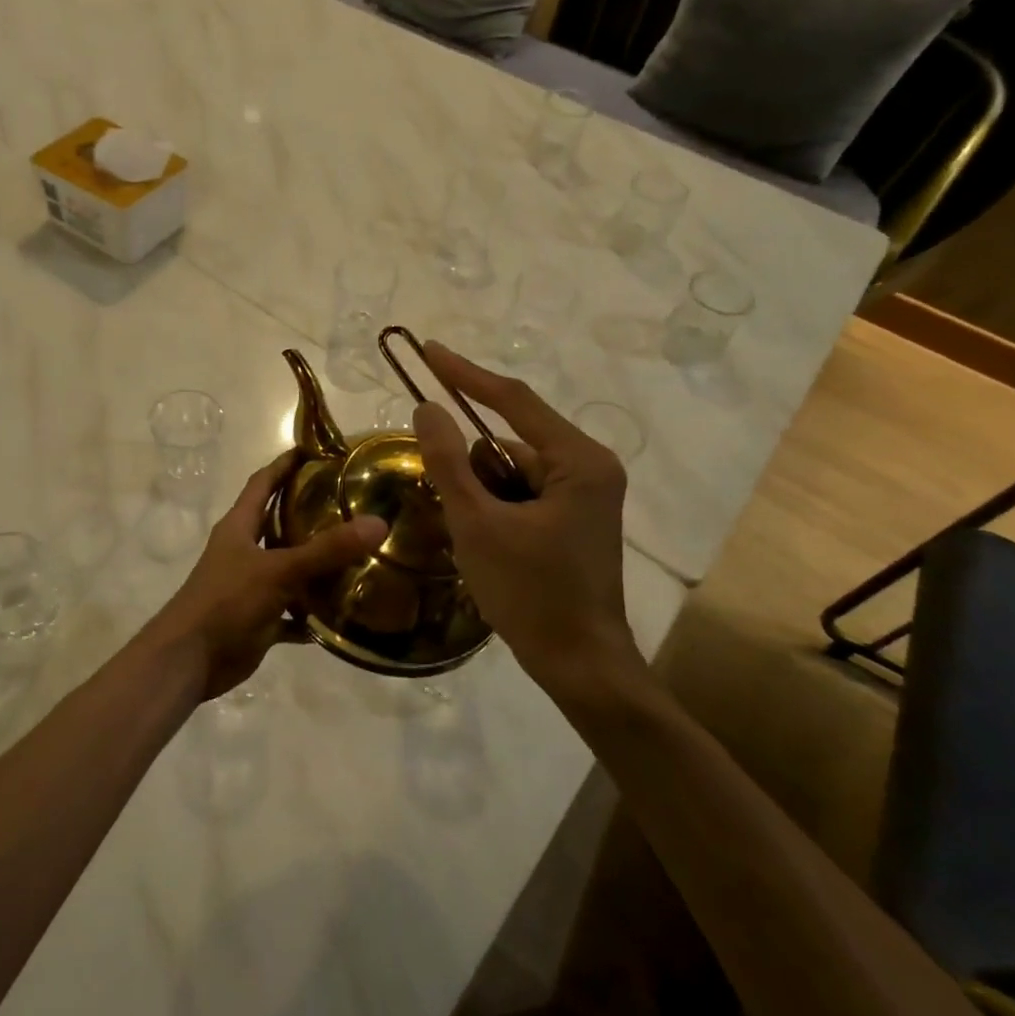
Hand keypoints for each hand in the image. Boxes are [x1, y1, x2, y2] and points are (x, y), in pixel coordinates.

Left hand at [142, 452, 387, 702]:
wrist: (189, 660)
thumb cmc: (226, 602)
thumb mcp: (278, 570)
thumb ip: (326, 550)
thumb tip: (377, 523)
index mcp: (239, 526)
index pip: (262, 483)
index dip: (285, 465)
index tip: (316, 450)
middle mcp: (244, 550)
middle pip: (278, 523)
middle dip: (310, 513)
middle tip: (352, 504)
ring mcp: (250, 586)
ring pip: (289, 568)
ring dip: (317, 565)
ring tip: (359, 556)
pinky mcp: (258, 618)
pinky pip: (292, 611)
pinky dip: (312, 613)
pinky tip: (343, 612)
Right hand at [412, 342, 646, 700]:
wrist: (580, 665)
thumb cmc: (531, 593)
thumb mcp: (478, 524)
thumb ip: (449, 462)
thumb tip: (426, 407)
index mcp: (578, 461)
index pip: (513, 400)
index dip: (465, 375)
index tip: (428, 351)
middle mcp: (588, 468)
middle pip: (510, 442)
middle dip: (469, 463)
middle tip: (440, 488)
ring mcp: (584, 496)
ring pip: (512, 472)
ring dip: (478, 491)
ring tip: (467, 535)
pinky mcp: (573, 520)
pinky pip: (521, 495)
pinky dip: (492, 507)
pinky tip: (480, 541)